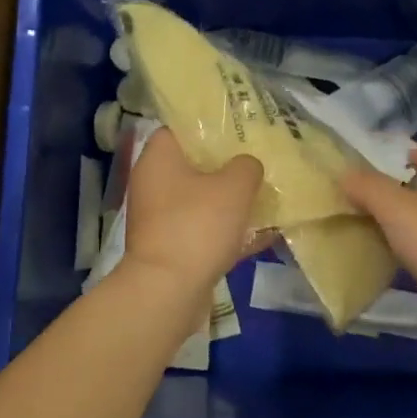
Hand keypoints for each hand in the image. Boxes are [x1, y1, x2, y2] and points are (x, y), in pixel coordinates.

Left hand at [121, 129, 263, 289]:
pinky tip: (260, 236)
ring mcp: (158, 218)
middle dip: (225, 166)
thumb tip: (247, 166)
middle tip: (257, 163)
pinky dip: (226, 232)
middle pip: (192, 165)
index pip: (179, 128)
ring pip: (200, 200)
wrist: (168, 291)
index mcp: (158, 158)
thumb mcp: (234, 187)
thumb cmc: (197, 226)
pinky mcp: (169, 247)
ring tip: (264, 198)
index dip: (208, 126)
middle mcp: (152, 184)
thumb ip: (246, 167)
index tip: (238, 130)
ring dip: (228, 201)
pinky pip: (202, 230)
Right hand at [339, 145, 416, 310]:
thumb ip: (368, 187)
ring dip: (407, 219)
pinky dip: (414, 247)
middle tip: (370, 195)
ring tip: (376, 225)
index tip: (384, 162)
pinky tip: (395, 256)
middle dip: (403, 188)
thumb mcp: (395, 208)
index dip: (411, 153)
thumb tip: (345, 174)